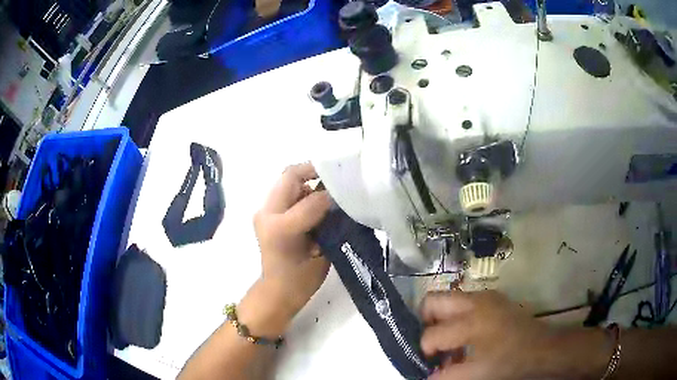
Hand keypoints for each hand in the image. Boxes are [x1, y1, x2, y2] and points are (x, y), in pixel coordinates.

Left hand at [252, 163, 330, 318]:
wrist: (277, 291)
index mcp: (281, 227)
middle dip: (314, 173)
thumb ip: (327, 223)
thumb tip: (337, 198)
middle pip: (290, 176)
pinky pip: (286, 193)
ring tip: (328, 191)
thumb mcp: (321, 253)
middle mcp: (267, 214)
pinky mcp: (265, 214)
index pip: (308, 197)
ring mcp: (263, 213)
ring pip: (287, 182)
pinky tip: (317, 201)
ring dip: (308, 182)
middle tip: (336, 179)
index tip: (344, 188)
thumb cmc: (301, 280)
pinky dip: (303, 191)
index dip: (327, 190)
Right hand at [420, 290, 549, 379]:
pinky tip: (465, 343)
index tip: (428, 363)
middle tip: (430, 346)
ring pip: (448, 302)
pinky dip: (457, 322)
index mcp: (471, 321)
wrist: (543, 348)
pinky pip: (464, 305)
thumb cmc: (509, 361)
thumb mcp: (476, 374)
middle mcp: (475, 301)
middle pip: (433, 301)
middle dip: (425, 324)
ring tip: (449, 349)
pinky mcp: (493, 299)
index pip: (431, 334)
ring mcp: (485, 297)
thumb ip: (445, 376)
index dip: (424, 351)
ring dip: (442, 324)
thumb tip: (425, 377)